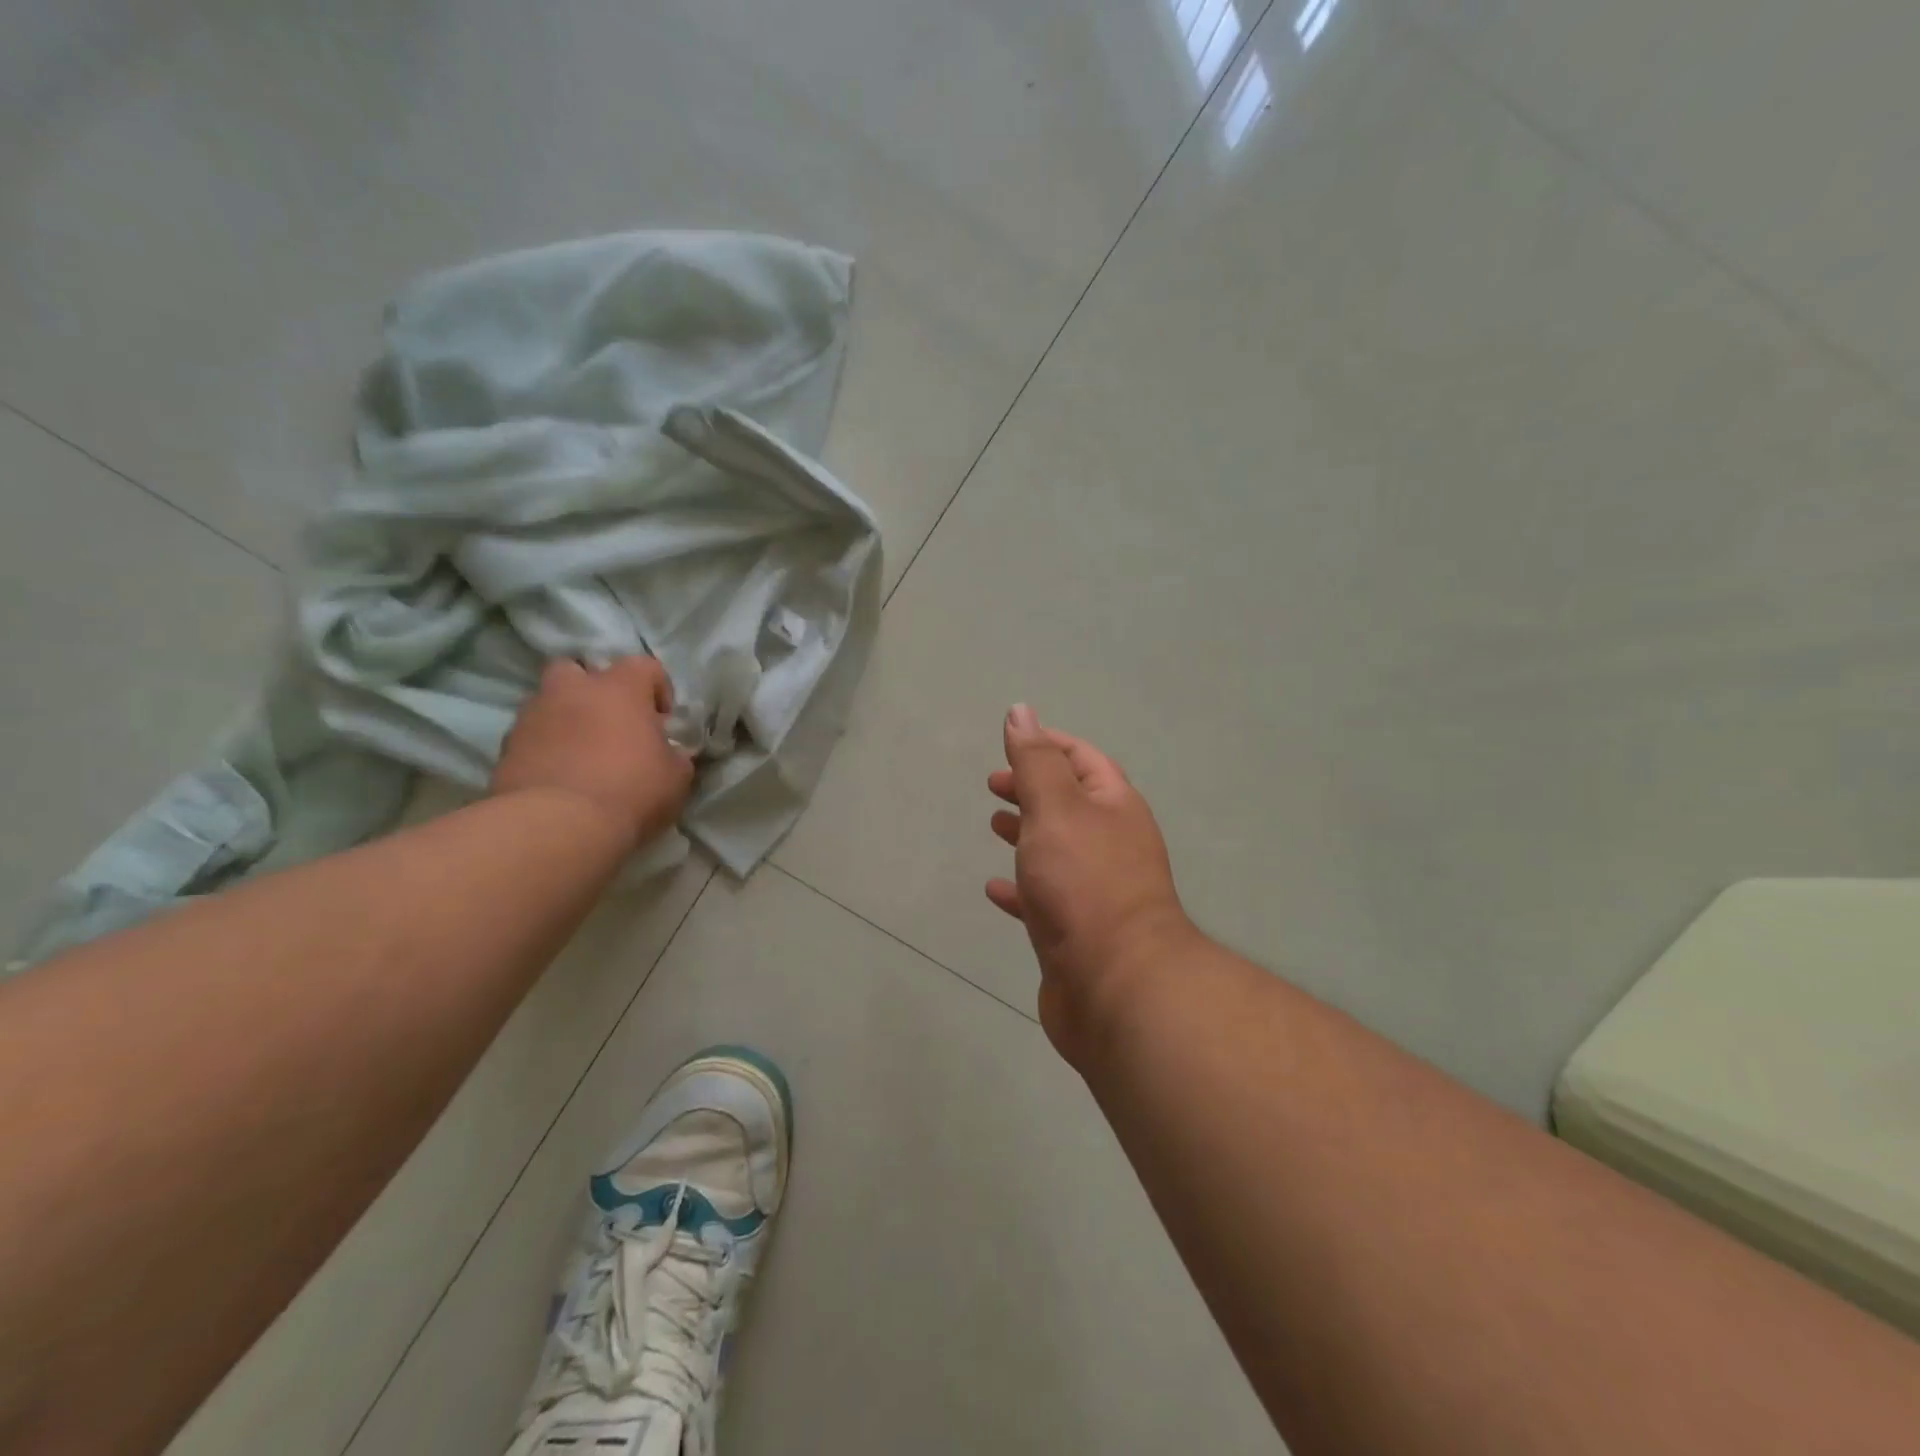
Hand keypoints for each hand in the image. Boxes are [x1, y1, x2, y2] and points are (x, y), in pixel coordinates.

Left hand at [492, 657, 693, 849]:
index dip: (658, 689)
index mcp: (620, 688)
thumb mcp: (676, 777)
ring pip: (549, 702)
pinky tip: (560, 776)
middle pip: (579, 669)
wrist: (557, 826)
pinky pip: (531, 737)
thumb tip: (668, 753)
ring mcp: (533, 716)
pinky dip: (545, 748)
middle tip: (611, 723)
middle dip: (594, 690)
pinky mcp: (506, 747)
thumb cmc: (630, 791)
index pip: (645, 665)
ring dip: (566, 719)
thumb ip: (674, 755)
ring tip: (582, 754)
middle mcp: (573, 690)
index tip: (663, 721)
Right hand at [986, 704, 1196, 1061]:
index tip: (1011, 742)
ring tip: (993, 824)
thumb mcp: (1056, 809)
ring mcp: (1095, 890)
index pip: (1083, 760)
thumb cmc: (1084, 884)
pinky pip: (1043, 898)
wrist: (1115, 986)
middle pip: (1070, 803)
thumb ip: (1035, 762)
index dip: (1048, 745)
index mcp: (1115, 808)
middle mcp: (1111, 844)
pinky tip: (993, 889)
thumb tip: (1021, 711)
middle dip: (1033, 788)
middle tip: (994, 785)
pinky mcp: (1075, 931)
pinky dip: (1019, 888)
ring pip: (1057, 849)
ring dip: (1027, 833)